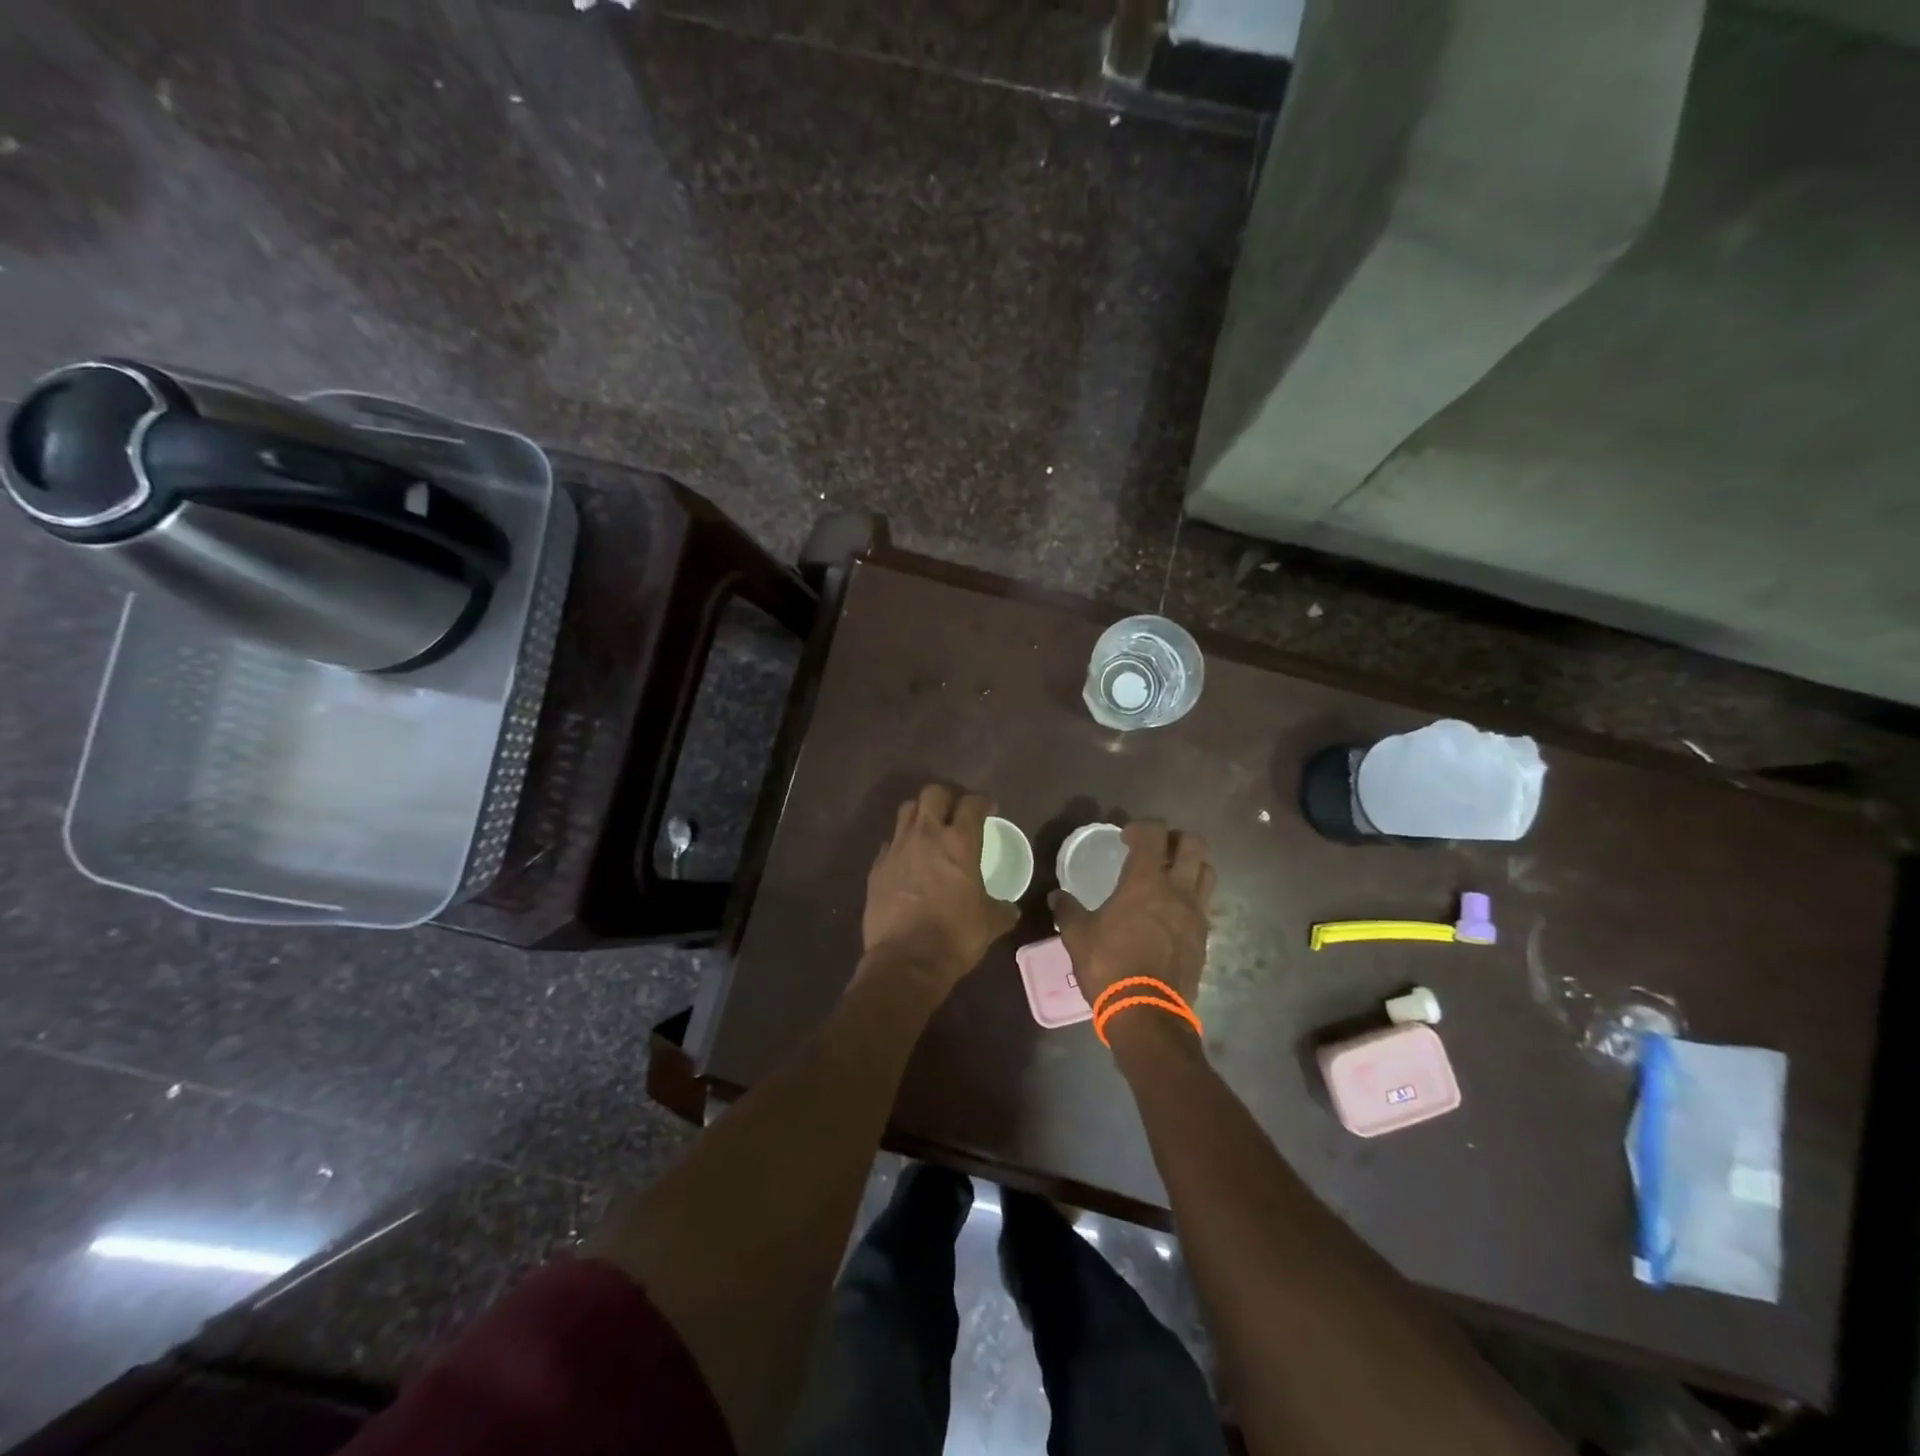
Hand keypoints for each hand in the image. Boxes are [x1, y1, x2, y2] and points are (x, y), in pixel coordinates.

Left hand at [862, 784, 1017, 987]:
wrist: (906, 961)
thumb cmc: (955, 936)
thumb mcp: (990, 924)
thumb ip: (1002, 909)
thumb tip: (1010, 909)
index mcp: (959, 843)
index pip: (972, 804)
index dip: (982, 802)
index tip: (988, 810)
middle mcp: (926, 835)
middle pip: (933, 793)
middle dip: (946, 797)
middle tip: (955, 812)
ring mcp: (897, 849)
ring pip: (906, 811)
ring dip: (920, 814)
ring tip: (929, 829)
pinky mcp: (877, 867)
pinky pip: (889, 843)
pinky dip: (900, 845)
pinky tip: (907, 860)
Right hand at [1048, 821, 1214, 1007]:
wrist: (1147, 1013)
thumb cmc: (1109, 966)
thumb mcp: (1077, 937)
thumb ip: (1068, 911)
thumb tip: (1057, 896)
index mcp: (1145, 882)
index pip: (1154, 834)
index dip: (1141, 827)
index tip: (1125, 838)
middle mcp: (1177, 890)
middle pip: (1193, 844)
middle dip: (1175, 839)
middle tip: (1155, 850)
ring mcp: (1196, 914)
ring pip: (1206, 872)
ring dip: (1191, 866)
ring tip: (1170, 877)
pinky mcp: (1204, 938)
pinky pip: (1204, 905)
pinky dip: (1192, 898)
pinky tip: (1172, 913)